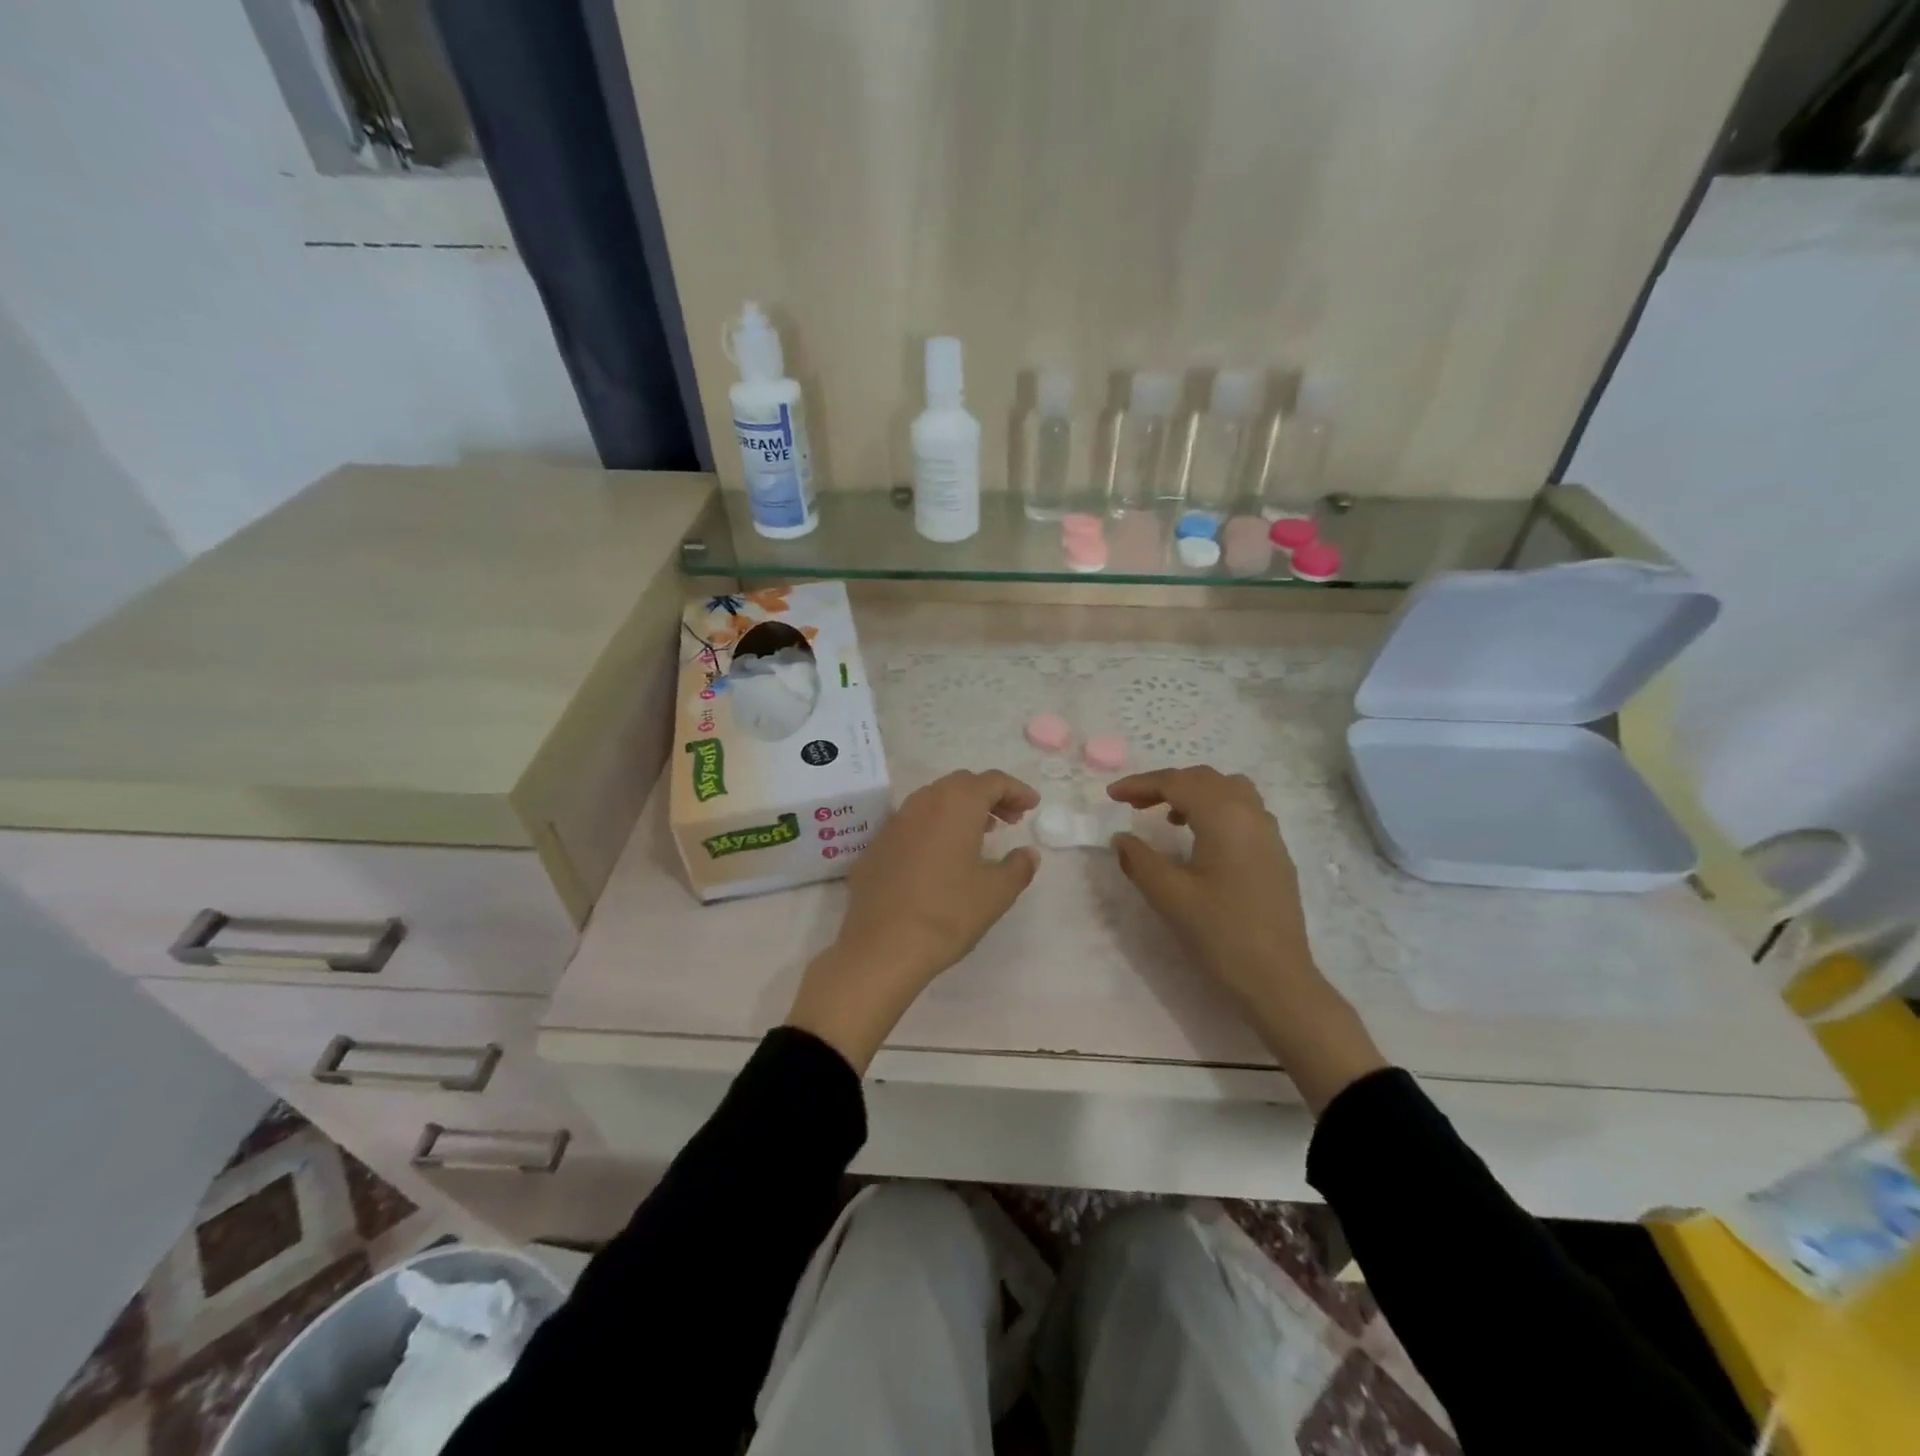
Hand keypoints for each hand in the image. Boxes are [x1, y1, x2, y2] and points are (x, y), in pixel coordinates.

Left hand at [787, 770, 1039, 1071]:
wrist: (882, 947)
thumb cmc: (948, 914)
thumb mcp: (996, 893)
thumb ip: (1018, 867)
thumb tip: (1027, 853)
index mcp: (956, 804)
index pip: (992, 781)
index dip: (1016, 789)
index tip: (1032, 805)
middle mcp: (923, 802)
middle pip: (961, 784)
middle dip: (988, 796)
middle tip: (1009, 820)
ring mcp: (894, 823)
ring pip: (933, 801)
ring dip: (959, 810)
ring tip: (978, 835)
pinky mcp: (875, 847)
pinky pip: (911, 825)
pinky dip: (933, 828)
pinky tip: (940, 858)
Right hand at [1108, 767, 1386, 1112]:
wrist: (1278, 981)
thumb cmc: (1221, 934)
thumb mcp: (1170, 896)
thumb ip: (1140, 860)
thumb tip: (1121, 839)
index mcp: (1225, 816)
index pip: (1177, 783)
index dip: (1140, 784)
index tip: (1111, 796)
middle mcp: (1251, 814)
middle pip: (1204, 779)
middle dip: (1165, 784)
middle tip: (1132, 804)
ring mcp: (1269, 833)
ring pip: (1228, 790)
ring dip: (1193, 793)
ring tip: (1167, 817)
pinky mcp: (1276, 854)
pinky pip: (1243, 810)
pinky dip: (1215, 808)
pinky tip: (1199, 840)